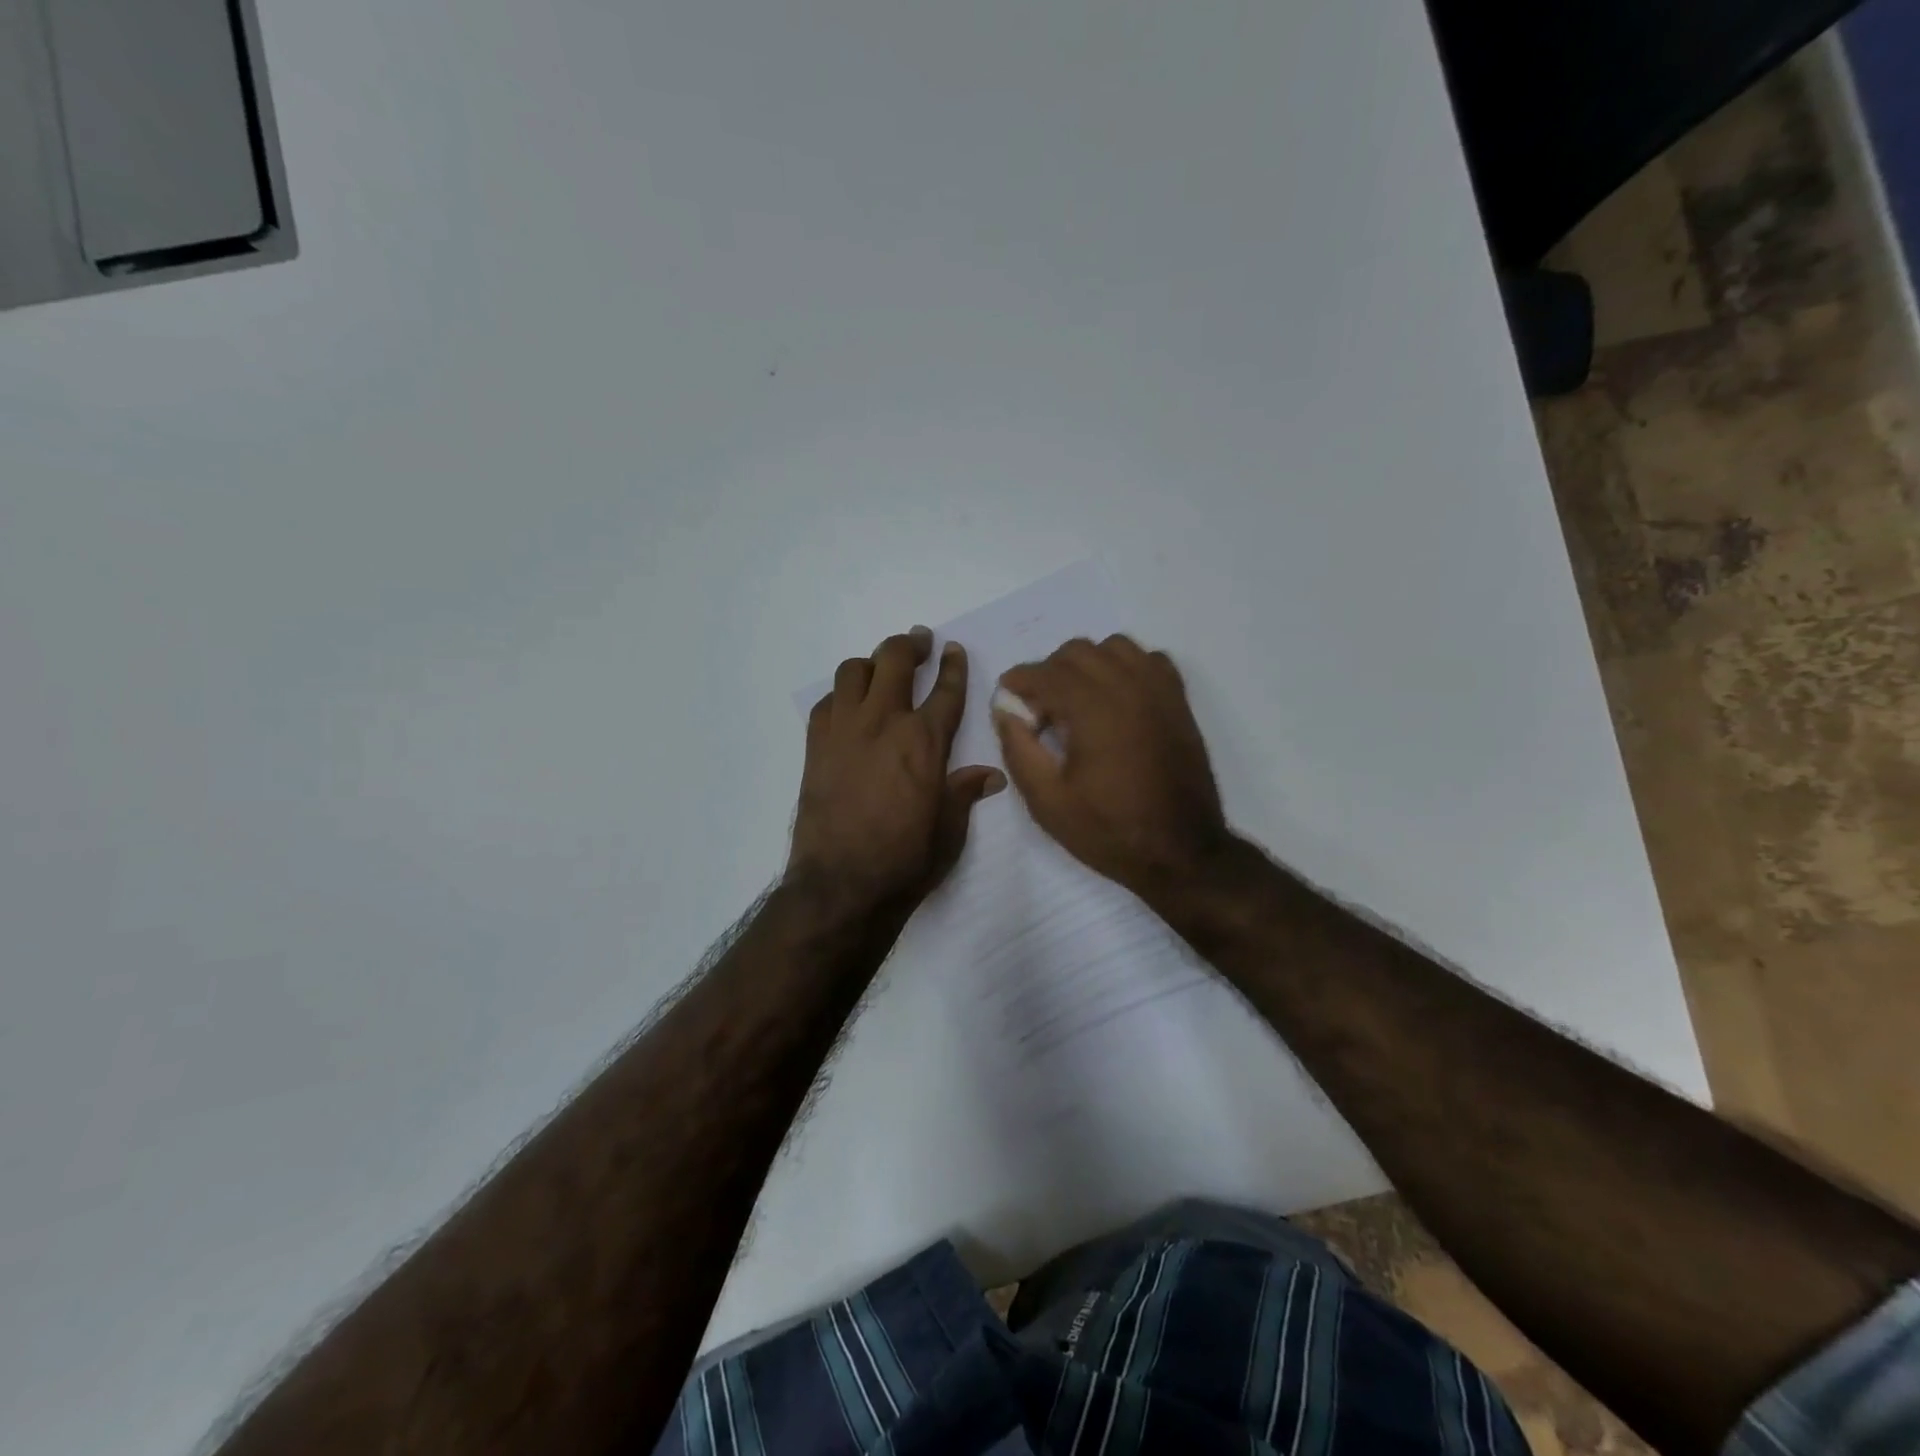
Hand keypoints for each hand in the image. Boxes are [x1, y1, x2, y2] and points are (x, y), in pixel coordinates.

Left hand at [787, 627, 1005, 919]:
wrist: (842, 884)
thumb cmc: (905, 860)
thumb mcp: (949, 829)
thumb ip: (965, 793)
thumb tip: (991, 776)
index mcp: (925, 741)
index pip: (945, 690)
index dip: (953, 666)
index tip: (953, 649)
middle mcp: (884, 723)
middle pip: (896, 660)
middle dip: (911, 645)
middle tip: (919, 642)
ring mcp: (845, 730)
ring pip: (854, 671)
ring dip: (871, 664)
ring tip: (881, 671)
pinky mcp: (815, 746)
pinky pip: (826, 702)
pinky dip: (840, 696)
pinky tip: (848, 708)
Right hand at [994, 636, 1232, 903]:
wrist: (1181, 852)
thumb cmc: (1108, 830)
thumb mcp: (1047, 801)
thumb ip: (1019, 749)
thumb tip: (1005, 711)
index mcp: (1092, 709)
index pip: (1044, 673)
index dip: (1018, 681)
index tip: (1008, 700)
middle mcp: (1127, 687)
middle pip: (1076, 652)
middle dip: (1049, 672)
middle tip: (1041, 712)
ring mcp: (1159, 691)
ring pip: (1114, 647)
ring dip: (1088, 664)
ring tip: (1079, 701)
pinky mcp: (1179, 702)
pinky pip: (1149, 660)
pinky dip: (1127, 667)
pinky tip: (1117, 699)